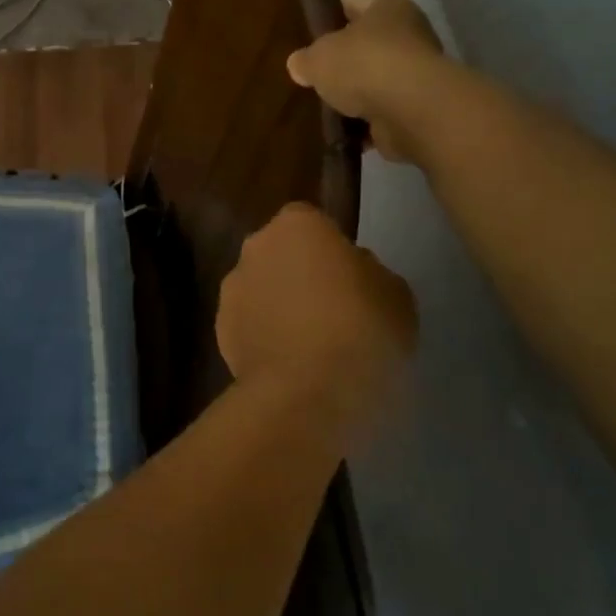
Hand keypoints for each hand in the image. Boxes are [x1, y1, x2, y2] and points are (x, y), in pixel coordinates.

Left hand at [217, 204, 417, 435]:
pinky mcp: (220, 329)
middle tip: (330, 311)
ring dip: (277, 306)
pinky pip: (248, 325)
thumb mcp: (396, 296)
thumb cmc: (362, 331)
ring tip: (308, 346)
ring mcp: (232, 287)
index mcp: (297, 224)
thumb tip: (352, 272)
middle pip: (280, 253)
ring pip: (260, 288)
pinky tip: (288, 367)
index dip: (330, 250)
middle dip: (298, 273)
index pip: (313, 223)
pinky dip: (263, 338)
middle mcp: (256, 246)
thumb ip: (370, 272)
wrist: (308, 392)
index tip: (350, 281)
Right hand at [287, 0, 443, 162]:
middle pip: (364, 45)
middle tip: (309, 74)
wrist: (411, 111)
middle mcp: (408, 37)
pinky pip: (380, 114)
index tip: (304, 31)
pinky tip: (339, 131)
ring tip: (320, 106)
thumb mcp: (318, 57)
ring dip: (352, 96)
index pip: (351, 3)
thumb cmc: (364, 65)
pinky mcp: (415, 110)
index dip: (327, 14)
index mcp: (388, 9)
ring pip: (372, 82)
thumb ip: (305, 59)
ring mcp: (415, 76)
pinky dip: (363, 124)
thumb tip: (299, 65)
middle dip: (339, 61)